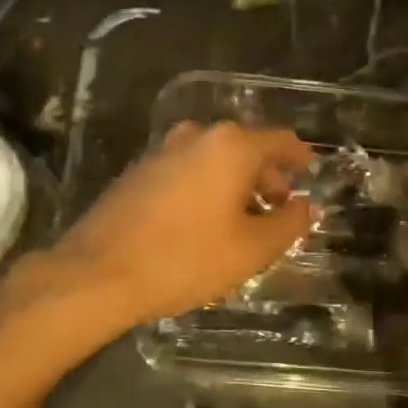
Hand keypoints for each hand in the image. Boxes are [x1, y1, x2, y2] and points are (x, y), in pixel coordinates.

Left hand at [47, 121, 315, 327]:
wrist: (98, 272)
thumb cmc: (185, 258)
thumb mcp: (250, 249)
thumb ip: (287, 223)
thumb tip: (304, 206)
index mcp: (229, 146)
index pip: (279, 140)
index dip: (299, 156)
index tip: (309, 172)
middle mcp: (196, 136)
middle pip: (245, 147)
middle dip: (266, 175)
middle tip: (277, 208)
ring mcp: (161, 150)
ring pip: (213, 159)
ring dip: (234, 183)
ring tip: (242, 220)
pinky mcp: (138, 171)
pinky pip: (186, 170)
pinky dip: (205, 187)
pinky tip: (203, 221)